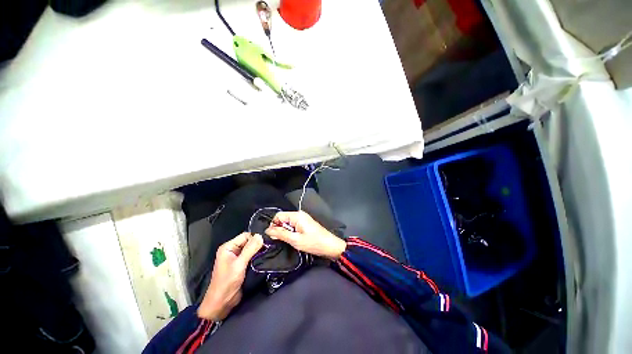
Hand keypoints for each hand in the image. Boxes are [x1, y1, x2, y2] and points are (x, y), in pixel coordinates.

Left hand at [197, 233, 262, 320]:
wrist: (221, 303)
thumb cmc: (227, 282)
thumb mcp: (239, 264)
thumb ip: (250, 249)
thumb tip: (261, 235)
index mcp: (228, 247)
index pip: (245, 236)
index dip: (255, 237)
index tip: (267, 241)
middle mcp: (232, 250)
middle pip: (249, 242)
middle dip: (258, 244)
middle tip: (270, 247)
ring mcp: (237, 258)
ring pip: (251, 249)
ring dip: (259, 251)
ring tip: (269, 252)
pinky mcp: (241, 265)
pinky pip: (251, 256)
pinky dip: (257, 257)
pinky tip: (265, 257)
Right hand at [265, 211, 345, 259]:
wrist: (330, 246)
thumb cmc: (314, 242)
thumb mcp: (295, 240)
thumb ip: (281, 234)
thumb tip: (268, 230)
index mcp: (296, 215)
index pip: (278, 216)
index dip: (273, 225)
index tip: (272, 236)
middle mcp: (299, 214)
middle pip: (282, 219)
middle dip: (279, 229)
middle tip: (280, 240)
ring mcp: (302, 219)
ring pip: (287, 223)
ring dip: (285, 232)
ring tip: (288, 241)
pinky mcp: (304, 224)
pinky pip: (293, 226)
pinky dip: (290, 232)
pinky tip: (293, 239)